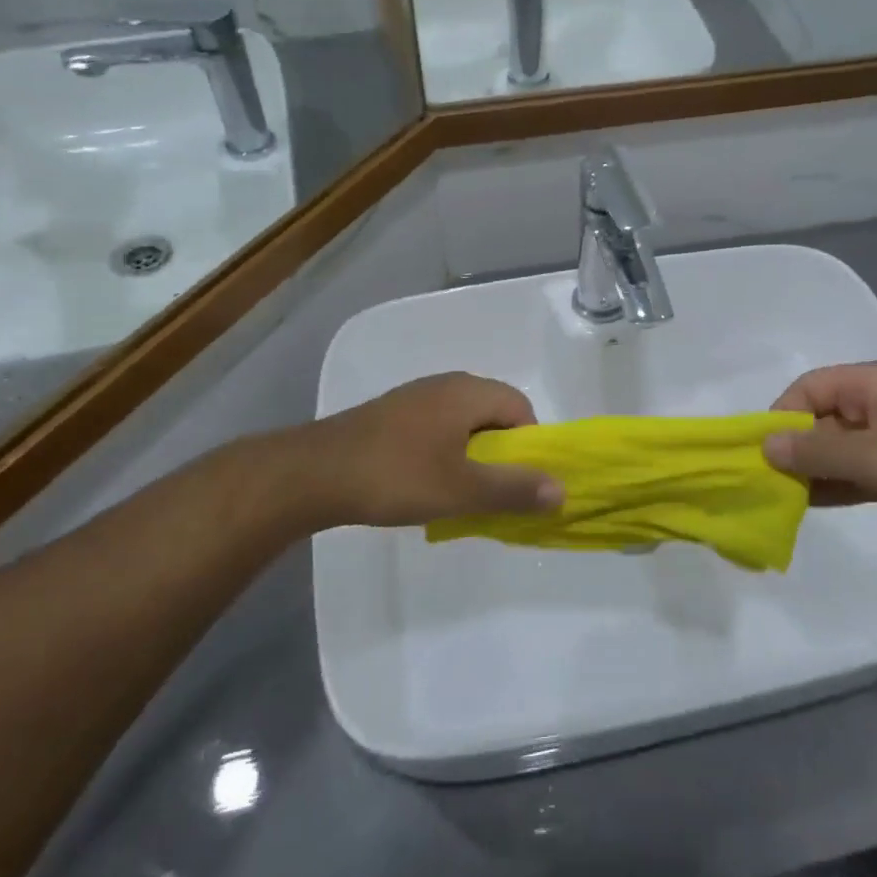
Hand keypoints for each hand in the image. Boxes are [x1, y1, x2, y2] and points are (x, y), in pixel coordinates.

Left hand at [302, 373, 563, 527]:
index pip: (521, 408)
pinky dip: (443, 453)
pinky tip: (424, 483)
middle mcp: (445, 385)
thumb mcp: (462, 490)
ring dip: (470, 456)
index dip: (530, 446)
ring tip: (458, 492)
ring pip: (462, 423)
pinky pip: (435, 429)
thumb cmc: (397, 476)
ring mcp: (415, 397)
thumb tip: (562, 491)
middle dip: (501, 453)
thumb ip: (514, 490)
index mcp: (468, 392)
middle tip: (491, 491)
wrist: (314, 473)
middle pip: (492, 414)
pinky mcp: (391, 415)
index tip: (517, 481)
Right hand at [763, 363, 876, 547]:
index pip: (808, 389)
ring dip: (814, 471)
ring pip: (839, 450)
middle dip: (795, 449)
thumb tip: (765, 447)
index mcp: (869, 385)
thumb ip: (815, 452)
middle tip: (772, 483)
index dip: (783, 416)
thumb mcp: (870, 454)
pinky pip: (860, 472)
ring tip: (786, 498)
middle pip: (821, 420)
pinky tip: (813, 504)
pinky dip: (837, 485)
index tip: (766, 452)